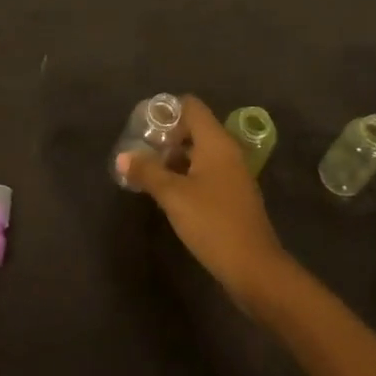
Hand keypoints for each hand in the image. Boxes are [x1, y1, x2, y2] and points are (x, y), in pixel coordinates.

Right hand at [117, 96, 295, 313]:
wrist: (254, 268)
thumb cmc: (212, 223)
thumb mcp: (173, 196)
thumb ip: (147, 172)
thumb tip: (122, 157)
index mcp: (216, 142)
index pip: (191, 107)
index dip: (166, 111)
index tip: (144, 127)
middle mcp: (228, 151)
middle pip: (195, 128)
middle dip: (167, 137)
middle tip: (142, 151)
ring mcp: (234, 174)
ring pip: (201, 152)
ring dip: (176, 157)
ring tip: (150, 172)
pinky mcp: (234, 196)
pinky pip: (208, 172)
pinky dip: (188, 174)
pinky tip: (171, 193)